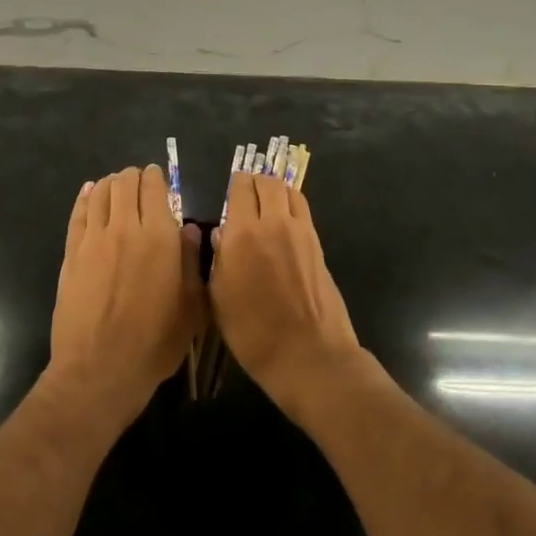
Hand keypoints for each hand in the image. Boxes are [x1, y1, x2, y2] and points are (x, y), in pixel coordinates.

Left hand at [47, 165, 203, 429]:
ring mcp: (94, 239)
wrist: (100, 369)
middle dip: (134, 177)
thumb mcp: (191, 307)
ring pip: (101, 193)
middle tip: (139, 181)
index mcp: (160, 237)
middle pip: (126, 184)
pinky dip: (86, 197)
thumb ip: (191, 262)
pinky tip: (90, 193)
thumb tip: (188, 229)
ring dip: (111, 184)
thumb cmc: (155, 342)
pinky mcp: (71, 253)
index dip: (157, 178)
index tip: (159, 177)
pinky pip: (79, 213)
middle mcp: (126, 228)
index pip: (156, 189)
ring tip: (117, 186)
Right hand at [209, 172, 363, 415]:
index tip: (228, 190)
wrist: (309, 354)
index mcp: (242, 234)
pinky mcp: (317, 243)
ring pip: (288, 190)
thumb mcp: (219, 299)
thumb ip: (218, 259)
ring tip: (265, 200)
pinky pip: (302, 208)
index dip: (233, 184)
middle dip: (254, 181)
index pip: (239, 188)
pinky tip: (283, 218)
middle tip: (245, 191)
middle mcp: (273, 222)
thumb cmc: (253, 333)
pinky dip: (291, 203)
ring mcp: (300, 231)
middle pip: (266, 182)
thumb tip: (221, 233)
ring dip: (275, 189)